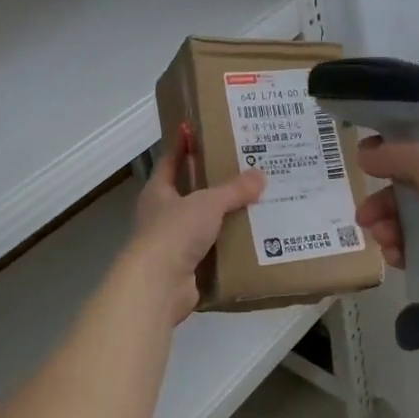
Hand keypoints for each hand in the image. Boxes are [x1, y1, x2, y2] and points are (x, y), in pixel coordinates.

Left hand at [121, 130, 265, 324]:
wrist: (158, 285)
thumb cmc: (174, 232)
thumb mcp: (208, 203)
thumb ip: (233, 190)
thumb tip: (260, 175)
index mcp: (157, 193)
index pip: (169, 162)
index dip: (182, 147)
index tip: (195, 132)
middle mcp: (161, 216)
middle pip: (188, 195)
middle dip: (212, 186)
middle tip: (243, 172)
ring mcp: (171, 245)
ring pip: (201, 225)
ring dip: (222, 219)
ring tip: (255, 206)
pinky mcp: (185, 270)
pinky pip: (210, 253)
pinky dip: (227, 249)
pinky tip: (250, 242)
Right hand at [354, 136, 418, 326]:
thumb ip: (397, 154)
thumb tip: (364, 154)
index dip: (391, 151)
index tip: (364, 162)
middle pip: (410, 186)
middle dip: (383, 200)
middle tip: (364, 216)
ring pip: (409, 219)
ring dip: (388, 226)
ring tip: (383, 240)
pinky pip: (417, 247)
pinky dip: (402, 249)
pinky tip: (394, 256)